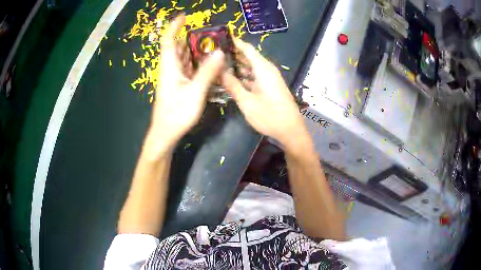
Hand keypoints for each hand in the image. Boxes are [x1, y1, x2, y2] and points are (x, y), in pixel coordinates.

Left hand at [147, 15, 224, 151]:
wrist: (165, 134)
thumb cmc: (177, 114)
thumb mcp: (195, 93)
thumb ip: (207, 72)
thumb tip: (219, 52)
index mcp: (169, 67)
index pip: (168, 41)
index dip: (174, 27)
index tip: (184, 16)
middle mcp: (170, 69)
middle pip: (177, 47)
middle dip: (190, 37)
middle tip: (209, 33)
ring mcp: (173, 78)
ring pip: (182, 57)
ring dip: (194, 49)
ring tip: (211, 45)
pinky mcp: (177, 85)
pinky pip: (186, 68)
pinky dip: (196, 62)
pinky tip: (208, 63)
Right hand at [221, 39, 306, 147]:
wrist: (291, 130)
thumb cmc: (269, 116)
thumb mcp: (247, 102)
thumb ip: (232, 85)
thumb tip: (219, 71)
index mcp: (263, 68)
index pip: (247, 48)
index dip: (234, 42)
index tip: (219, 38)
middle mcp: (267, 69)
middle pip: (248, 56)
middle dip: (232, 53)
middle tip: (213, 53)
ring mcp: (269, 78)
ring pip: (251, 66)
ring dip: (237, 65)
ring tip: (218, 64)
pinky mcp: (269, 86)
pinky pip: (254, 75)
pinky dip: (243, 75)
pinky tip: (231, 78)